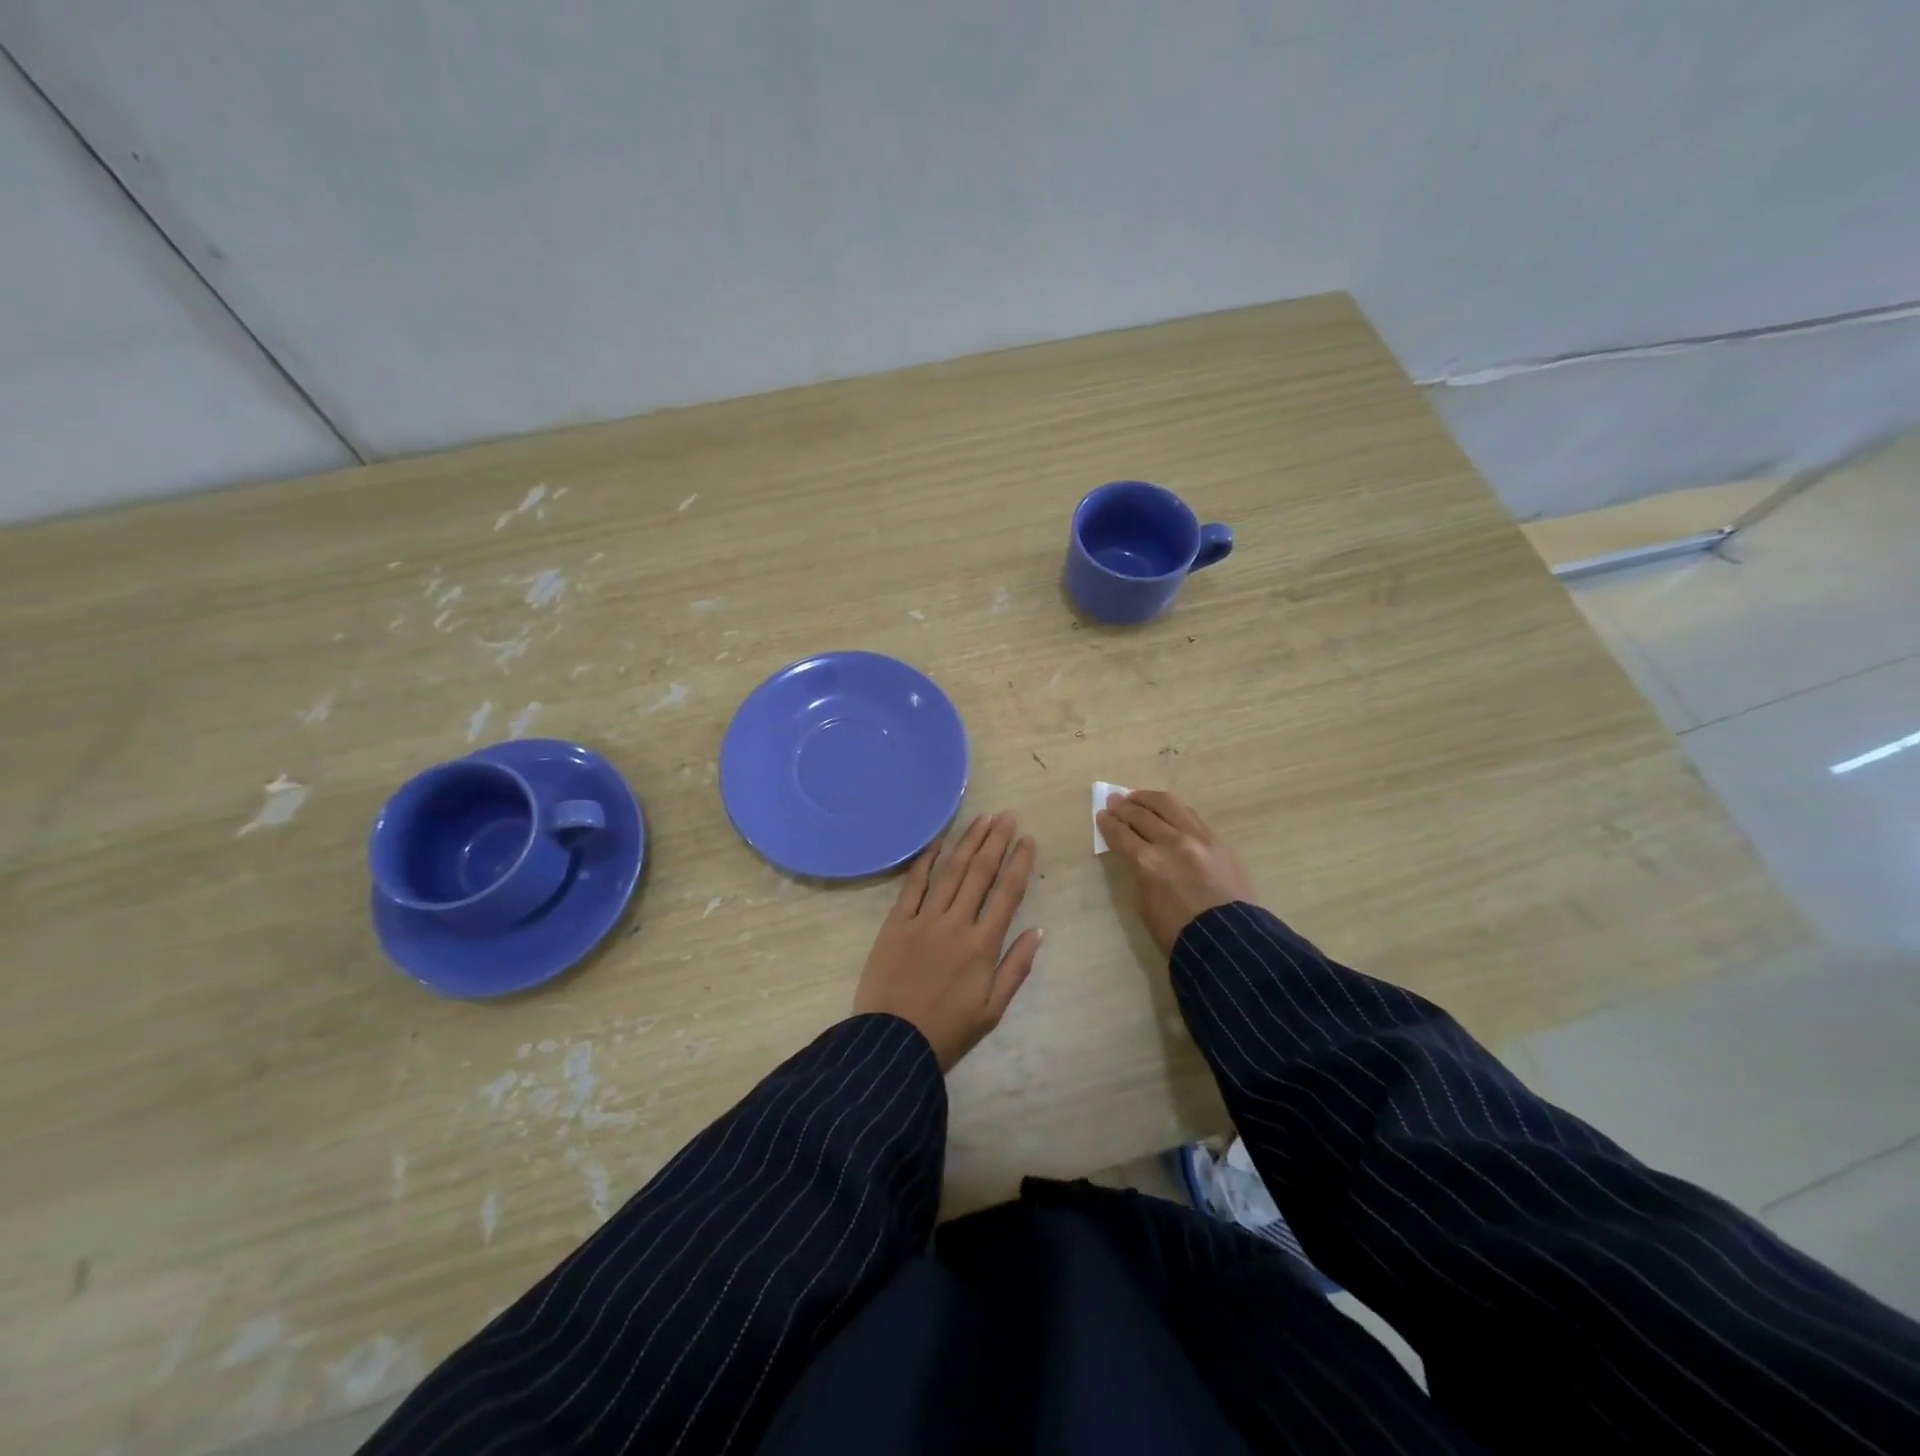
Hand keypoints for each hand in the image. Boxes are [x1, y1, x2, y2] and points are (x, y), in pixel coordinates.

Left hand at [853, 812, 1042, 1071]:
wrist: (892, 1044)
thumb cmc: (947, 1032)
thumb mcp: (992, 1010)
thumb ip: (1016, 968)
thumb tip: (1037, 931)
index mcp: (983, 945)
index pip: (1007, 894)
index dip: (1020, 863)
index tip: (1028, 840)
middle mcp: (956, 923)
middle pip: (980, 873)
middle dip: (996, 842)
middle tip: (1008, 816)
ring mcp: (924, 919)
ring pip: (951, 871)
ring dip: (968, 842)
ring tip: (983, 818)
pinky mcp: (896, 922)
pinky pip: (914, 884)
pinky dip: (926, 860)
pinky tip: (938, 842)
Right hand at [1097, 790, 1256, 954]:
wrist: (1227, 940)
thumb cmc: (1178, 932)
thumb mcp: (1144, 904)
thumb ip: (1139, 872)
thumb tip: (1137, 854)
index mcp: (1147, 863)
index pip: (1121, 834)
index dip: (1108, 824)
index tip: (1101, 815)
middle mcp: (1171, 842)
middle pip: (1142, 815)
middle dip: (1124, 806)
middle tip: (1114, 800)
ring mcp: (1197, 837)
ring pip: (1168, 805)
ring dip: (1148, 798)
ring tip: (1137, 796)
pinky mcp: (1217, 839)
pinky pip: (1190, 814)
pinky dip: (1173, 808)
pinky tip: (1166, 808)